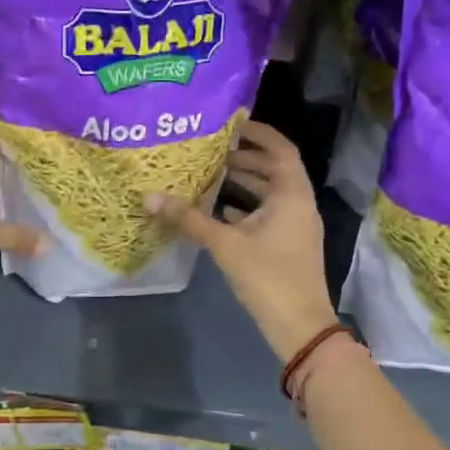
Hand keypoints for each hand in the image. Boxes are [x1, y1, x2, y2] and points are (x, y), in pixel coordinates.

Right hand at [145, 121, 337, 361]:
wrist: (299, 325)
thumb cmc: (267, 276)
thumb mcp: (225, 244)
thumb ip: (189, 219)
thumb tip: (150, 197)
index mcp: (292, 194)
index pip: (280, 149)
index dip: (259, 133)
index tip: (232, 124)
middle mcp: (299, 204)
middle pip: (275, 170)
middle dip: (246, 158)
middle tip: (212, 150)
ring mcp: (296, 226)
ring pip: (271, 194)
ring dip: (246, 183)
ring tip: (212, 175)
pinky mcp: (289, 245)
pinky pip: (269, 215)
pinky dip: (247, 208)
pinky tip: (220, 212)